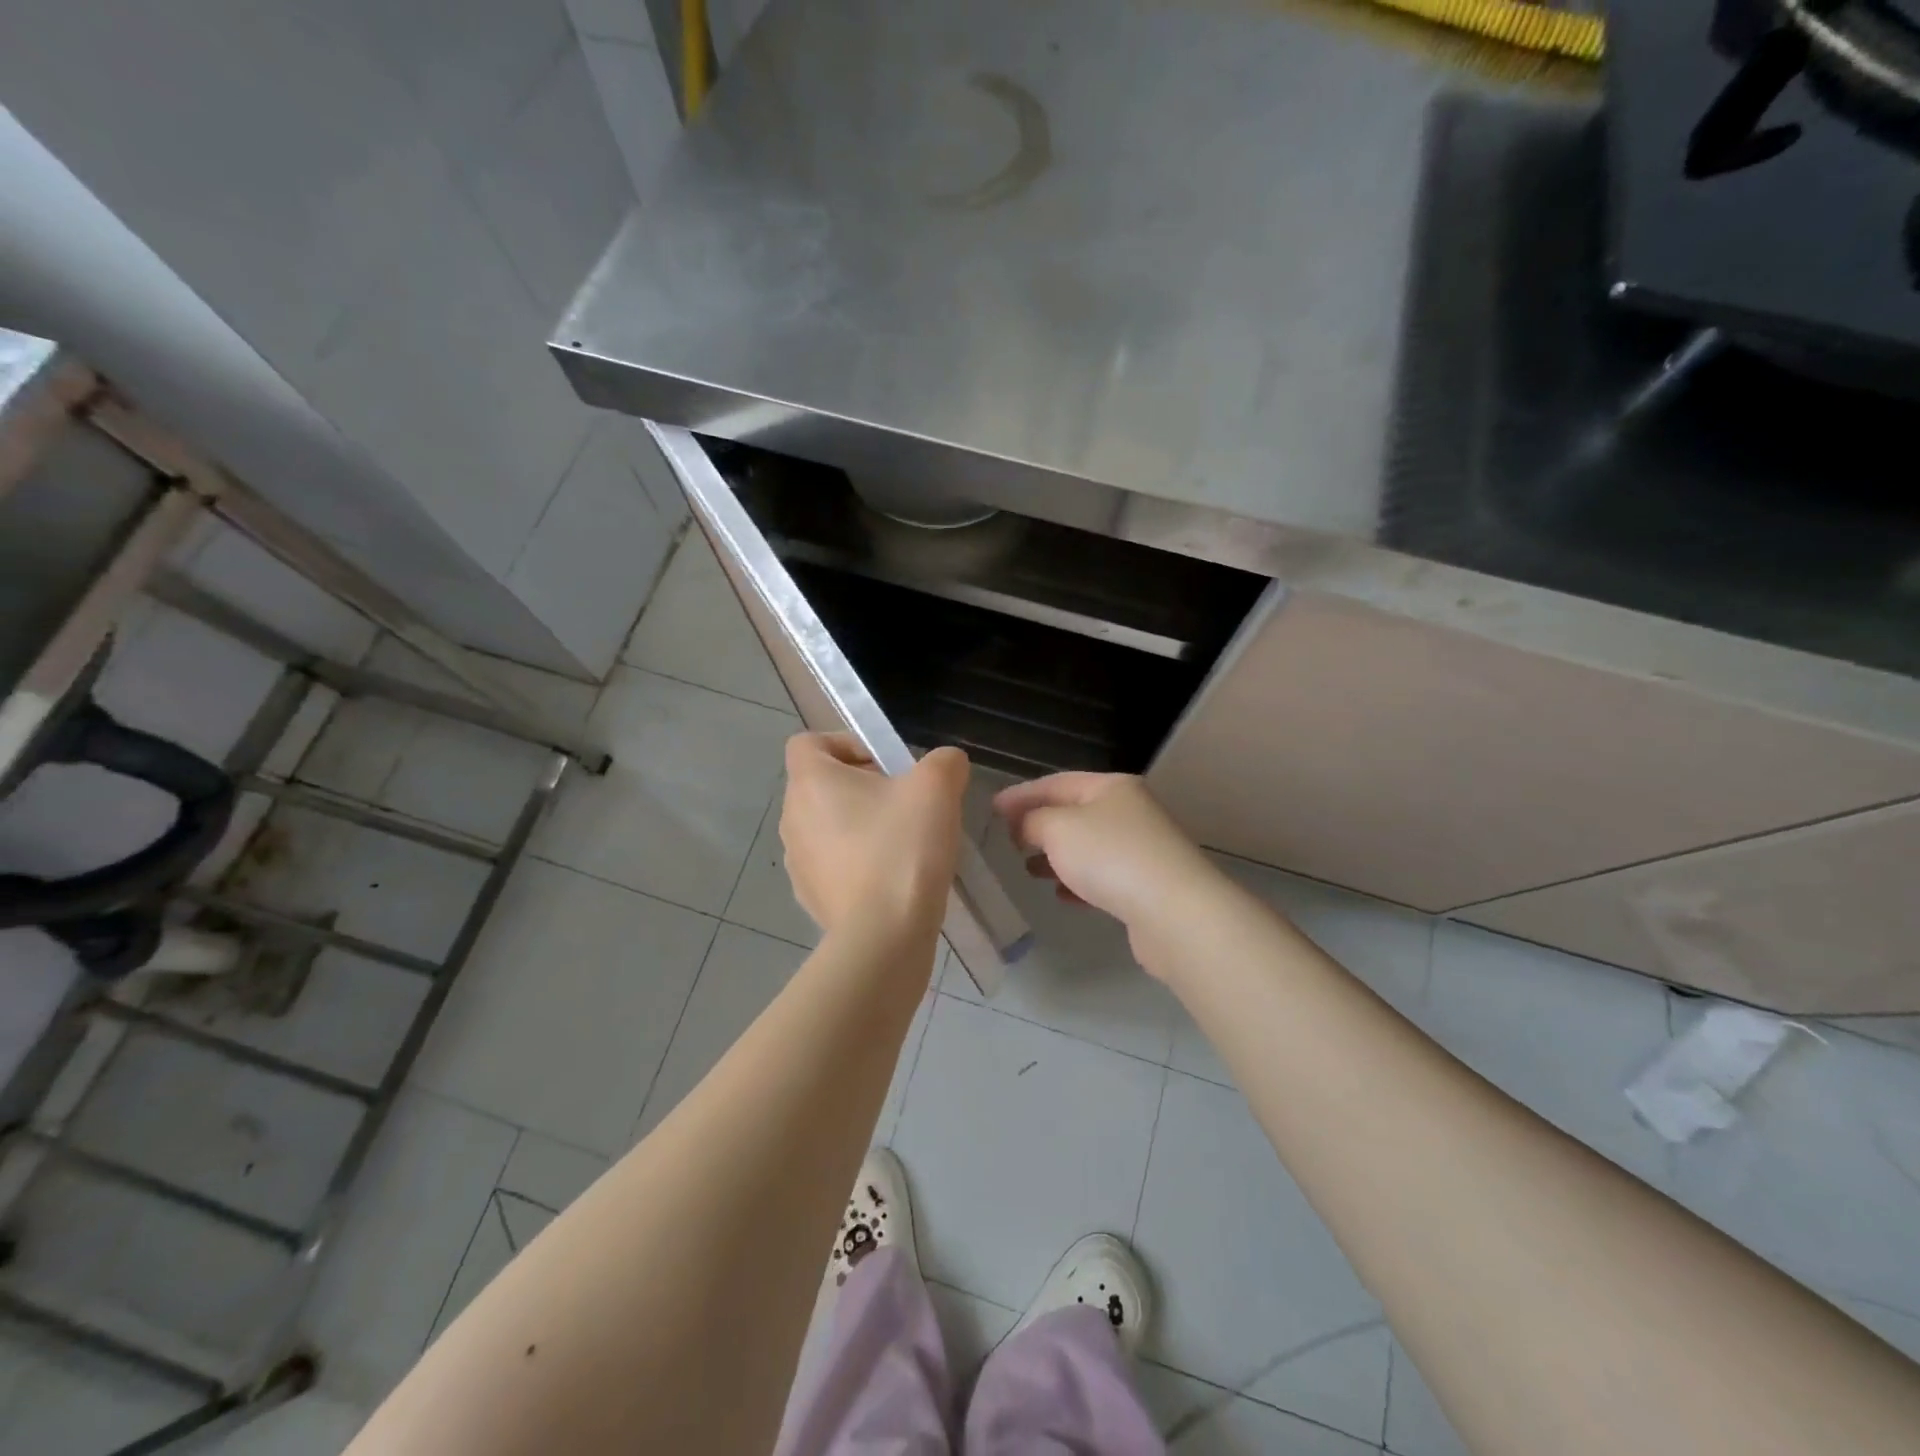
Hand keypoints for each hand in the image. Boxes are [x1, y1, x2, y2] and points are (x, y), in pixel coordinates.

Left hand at [780, 733, 967, 942]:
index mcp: (810, 781)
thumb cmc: (902, 848)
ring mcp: (797, 861)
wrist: (884, 935)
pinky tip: (892, 879)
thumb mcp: (937, 788)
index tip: (885, 765)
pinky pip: (832, 864)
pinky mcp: (810, 897)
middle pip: (822, 785)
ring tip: (902, 844)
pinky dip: (856, 863)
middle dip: (862, 787)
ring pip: (827, 826)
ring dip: (859, 826)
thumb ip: (944, 761)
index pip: (809, 742)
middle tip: (905, 804)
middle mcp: (792, 817)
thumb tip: (945, 764)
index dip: (846, 743)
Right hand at [993, 773, 1221, 973]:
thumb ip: (1033, 820)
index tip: (992, 808)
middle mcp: (1130, 811)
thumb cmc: (1110, 857)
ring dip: (1056, 855)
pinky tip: (1061, 895)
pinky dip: (1078, 881)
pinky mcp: (1146, 885)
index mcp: (1112, 787)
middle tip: (1008, 839)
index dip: (1022, 794)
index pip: (1057, 783)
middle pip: (1074, 812)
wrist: (1174, 912)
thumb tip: (1026, 824)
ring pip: (1088, 846)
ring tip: (1028, 869)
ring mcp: (1141, 848)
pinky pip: (1103, 876)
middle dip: (1039, 825)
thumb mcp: (1059, 829)